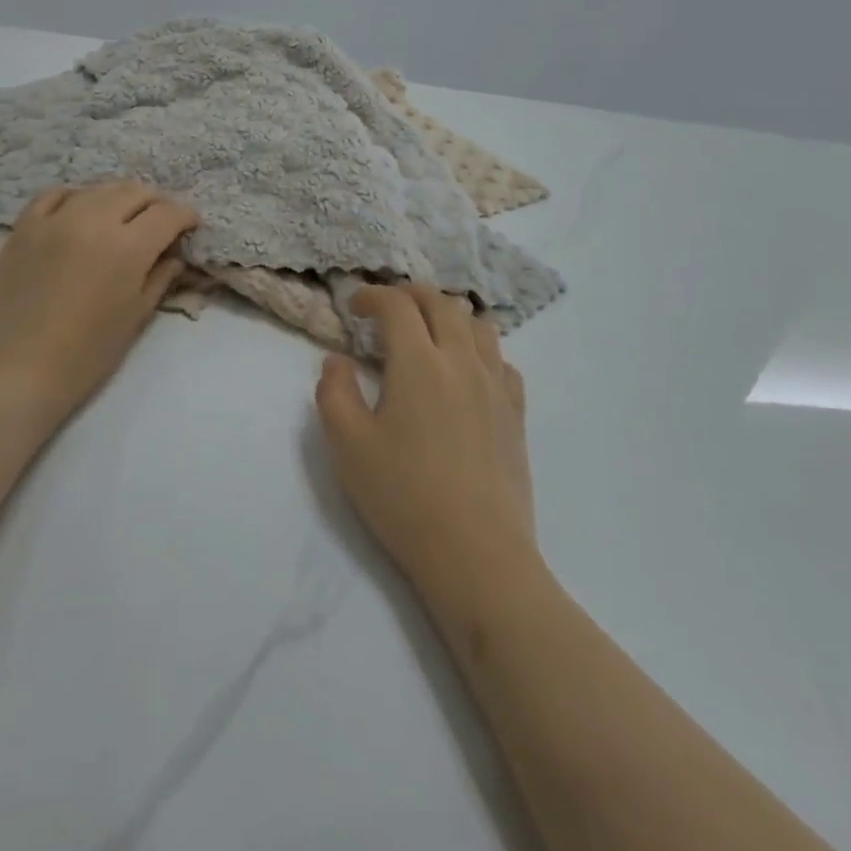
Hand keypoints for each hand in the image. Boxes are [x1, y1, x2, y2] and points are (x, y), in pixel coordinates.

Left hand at [0, 182, 198, 415]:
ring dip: (119, 198)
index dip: (186, 216)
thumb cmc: (86, 354)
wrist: (16, 371)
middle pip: (135, 192)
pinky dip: (76, 197)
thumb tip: (174, 255)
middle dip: (156, 203)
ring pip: (98, 188)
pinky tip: (80, 210)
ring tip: (122, 216)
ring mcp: (55, 219)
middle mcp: (94, 220)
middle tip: (159, 222)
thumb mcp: (135, 317)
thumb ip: (160, 277)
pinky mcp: (24, 226)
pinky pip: (55, 194)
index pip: (167, 214)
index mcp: (128, 247)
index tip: (190, 226)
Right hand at [315, 286, 536, 596]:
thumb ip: (335, 392)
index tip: (354, 307)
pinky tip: (466, 373)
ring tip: (429, 333)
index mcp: (418, 362)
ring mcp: (495, 385)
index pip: (397, 304)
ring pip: (478, 325)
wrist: (477, 554)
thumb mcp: (347, 446)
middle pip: (441, 303)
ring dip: (449, 315)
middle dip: (410, 295)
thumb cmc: (403, 497)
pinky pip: (502, 360)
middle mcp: (461, 361)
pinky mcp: (516, 413)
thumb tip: (338, 360)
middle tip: (387, 310)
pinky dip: (479, 350)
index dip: (372, 295)